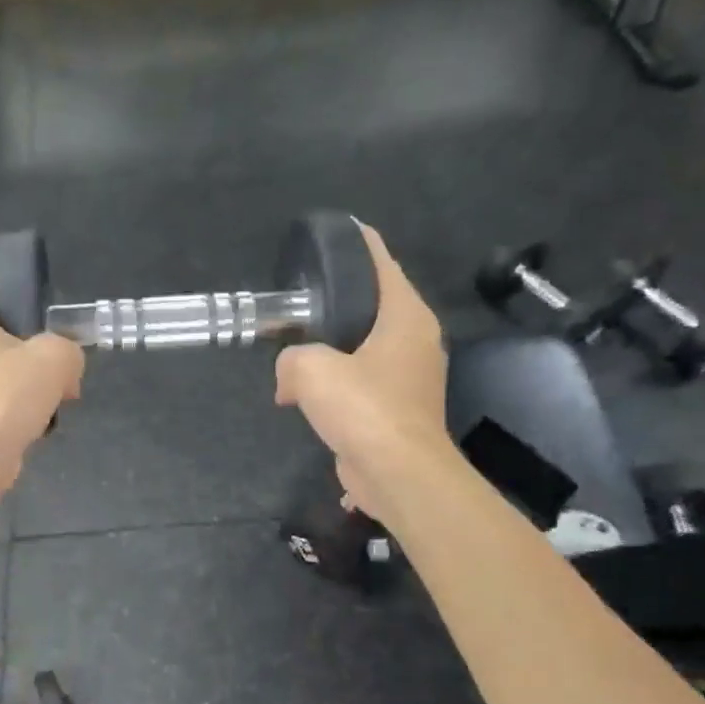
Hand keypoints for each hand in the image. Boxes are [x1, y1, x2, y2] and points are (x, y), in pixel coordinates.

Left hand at [0, 242, 83, 501]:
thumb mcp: (55, 360)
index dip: (10, 257)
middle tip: (54, 343)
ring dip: (16, 361)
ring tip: (49, 386)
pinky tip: (28, 410)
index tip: (38, 272)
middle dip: (23, 323)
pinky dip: (0, 386)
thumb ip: (67, 346)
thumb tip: (62, 368)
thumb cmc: (0, 401)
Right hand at [274, 223, 451, 524]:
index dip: (363, 244)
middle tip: (306, 293)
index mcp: (406, 318)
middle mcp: (416, 342)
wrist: (398, 474)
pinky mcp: (400, 411)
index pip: (384, 265)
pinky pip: (364, 384)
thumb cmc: (364, 408)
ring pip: (368, 349)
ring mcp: (412, 379)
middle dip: (343, 299)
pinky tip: (307, 398)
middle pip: (377, 306)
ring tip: (298, 347)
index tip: (343, 229)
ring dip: (336, 350)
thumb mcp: (311, 370)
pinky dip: (339, 386)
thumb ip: (291, 358)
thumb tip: (288, 376)